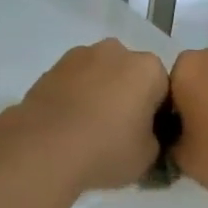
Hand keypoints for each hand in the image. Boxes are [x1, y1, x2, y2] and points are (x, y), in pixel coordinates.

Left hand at [7, 40, 169, 191]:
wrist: (44, 146)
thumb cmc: (107, 148)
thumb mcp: (148, 156)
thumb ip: (154, 139)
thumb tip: (144, 135)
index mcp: (147, 68)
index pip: (163, 89)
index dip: (157, 114)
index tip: (146, 136)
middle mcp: (115, 51)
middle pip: (129, 75)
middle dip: (127, 96)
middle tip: (118, 132)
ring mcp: (79, 55)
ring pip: (99, 75)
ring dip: (99, 94)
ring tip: (88, 129)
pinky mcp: (51, 68)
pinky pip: (73, 82)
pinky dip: (74, 97)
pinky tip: (67, 124)